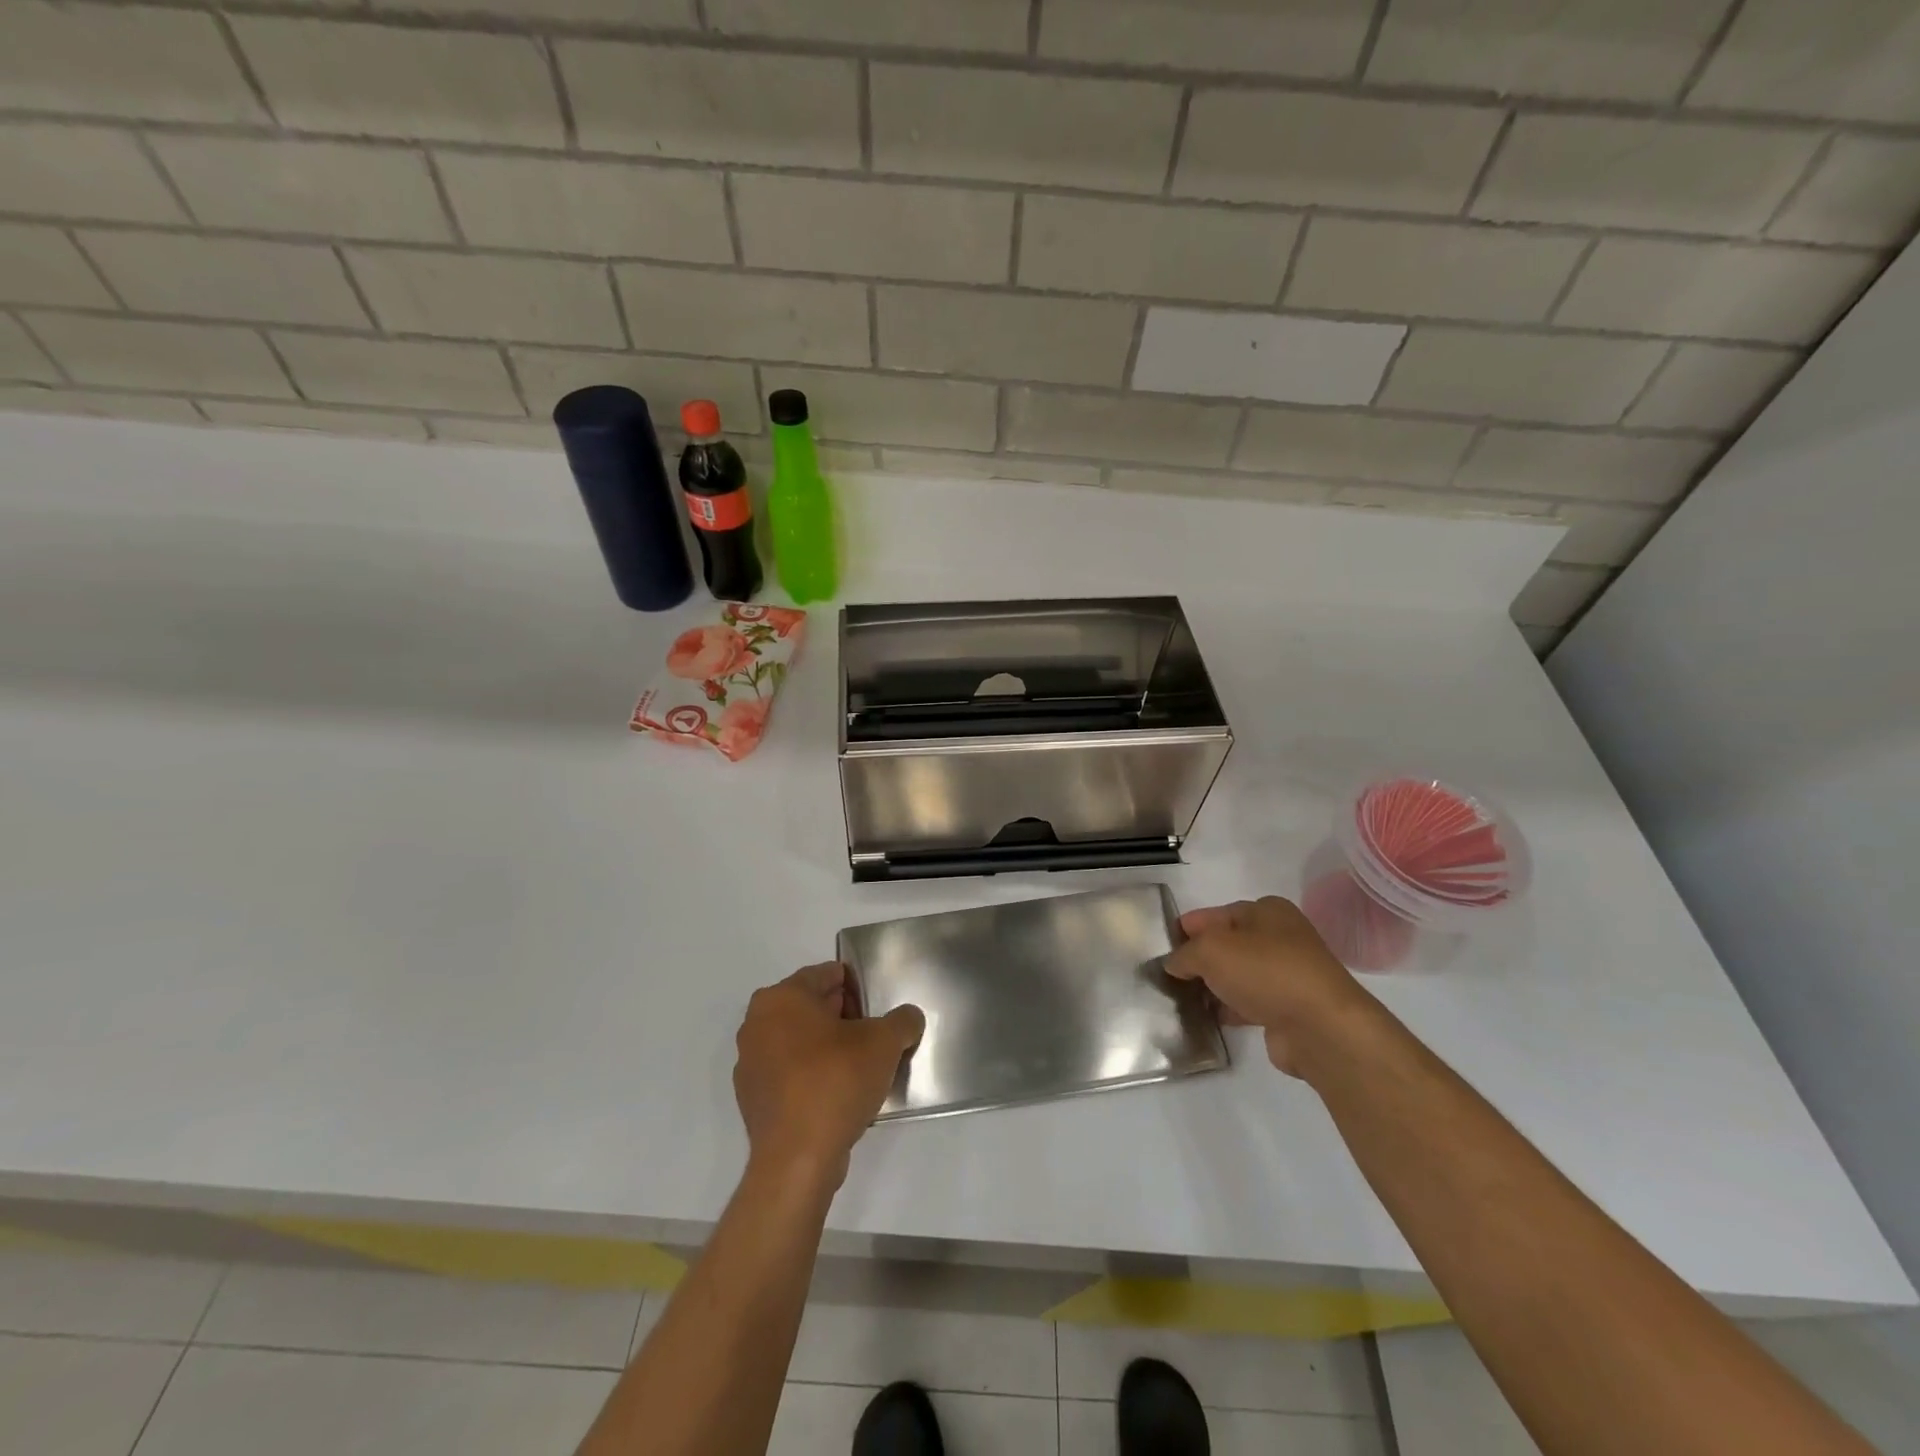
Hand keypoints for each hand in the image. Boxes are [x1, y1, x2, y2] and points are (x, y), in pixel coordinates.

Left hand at [733, 962, 923, 1189]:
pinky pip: (789, 1073)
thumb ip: (902, 1020)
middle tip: (872, 1034)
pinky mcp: (752, 1099)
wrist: (797, 1159)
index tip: (876, 1006)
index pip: (825, 974)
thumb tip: (908, 1018)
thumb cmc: (836, 1081)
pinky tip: (837, 1093)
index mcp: (781, 997)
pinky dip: (810, 1075)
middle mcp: (757, 1023)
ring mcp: (750, 1063)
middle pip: (809, 1006)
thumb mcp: (884, 1042)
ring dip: (825, 1046)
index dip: (856, 986)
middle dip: (841, 1015)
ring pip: (797, 1040)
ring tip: (859, 1066)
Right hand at [1165, 897, 1367, 1076]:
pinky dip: (1228, 1009)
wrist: (1321, 1028)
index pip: (1216, 914)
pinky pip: (1248, 1003)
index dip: (1188, 928)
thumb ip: (1185, 953)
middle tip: (1167, 975)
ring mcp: (1287, 975)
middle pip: (1227, 945)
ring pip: (1237, 975)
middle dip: (1199, 959)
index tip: (1162, 946)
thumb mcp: (1211, 950)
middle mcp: (1280, 937)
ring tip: (1180, 999)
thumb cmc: (1265, 972)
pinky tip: (1207, 1018)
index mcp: (1266, 911)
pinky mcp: (1288, 1009)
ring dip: (1212, 986)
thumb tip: (1174, 964)